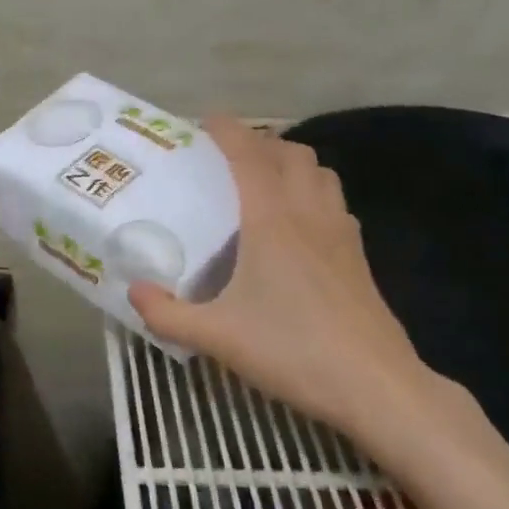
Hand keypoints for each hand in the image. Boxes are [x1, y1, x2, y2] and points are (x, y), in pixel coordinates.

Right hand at [128, 117, 466, 473]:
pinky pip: (335, 203)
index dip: (227, 130)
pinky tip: (299, 226)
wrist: (375, 386)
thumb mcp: (217, 337)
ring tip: (264, 183)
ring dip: (293, 164)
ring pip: (321, 173)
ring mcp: (341, 234)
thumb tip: (132, 292)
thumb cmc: (292, 351)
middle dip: (260, 143)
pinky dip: (314, 194)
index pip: (249, 155)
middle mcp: (309, 214)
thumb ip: (167, 314)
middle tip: (229, 159)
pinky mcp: (358, 257)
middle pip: (292, 154)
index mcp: (272, 220)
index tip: (204, 122)